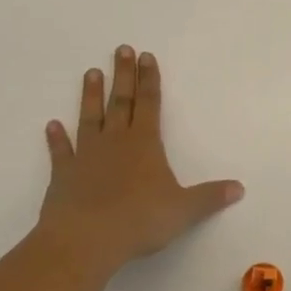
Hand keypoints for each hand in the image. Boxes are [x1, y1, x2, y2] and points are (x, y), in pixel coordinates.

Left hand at [38, 47, 243, 273]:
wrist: (84, 241)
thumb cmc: (138, 220)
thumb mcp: (183, 210)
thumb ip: (210, 197)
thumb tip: (239, 188)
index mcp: (145, 143)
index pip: (150, 103)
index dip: (149, 79)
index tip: (146, 56)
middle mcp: (115, 142)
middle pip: (121, 101)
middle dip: (123, 75)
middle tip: (120, 49)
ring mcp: (86, 156)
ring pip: (90, 118)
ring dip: (91, 96)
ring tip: (91, 73)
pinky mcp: (63, 176)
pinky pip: (61, 152)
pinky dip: (56, 139)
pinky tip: (52, 125)